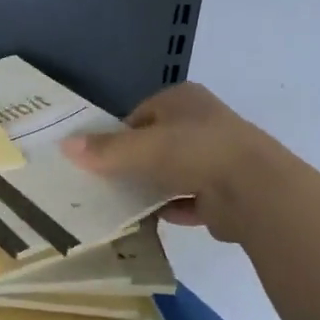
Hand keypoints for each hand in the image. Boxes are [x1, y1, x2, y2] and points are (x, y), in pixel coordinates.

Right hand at [61, 82, 283, 240]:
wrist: (254, 190)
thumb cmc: (194, 151)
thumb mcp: (141, 147)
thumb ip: (104, 149)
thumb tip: (64, 146)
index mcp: (184, 100)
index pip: (141, 114)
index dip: (119, 134)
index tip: (99, 157)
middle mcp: (202, 123)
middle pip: (157, 143)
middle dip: (135, 162)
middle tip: (105, 182)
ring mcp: (217, 158)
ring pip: (174, 171)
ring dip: (153, 186)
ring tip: (121, 203)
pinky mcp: (225, 192)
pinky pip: (189, 200)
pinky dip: (172, 208)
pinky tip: (150, 219)